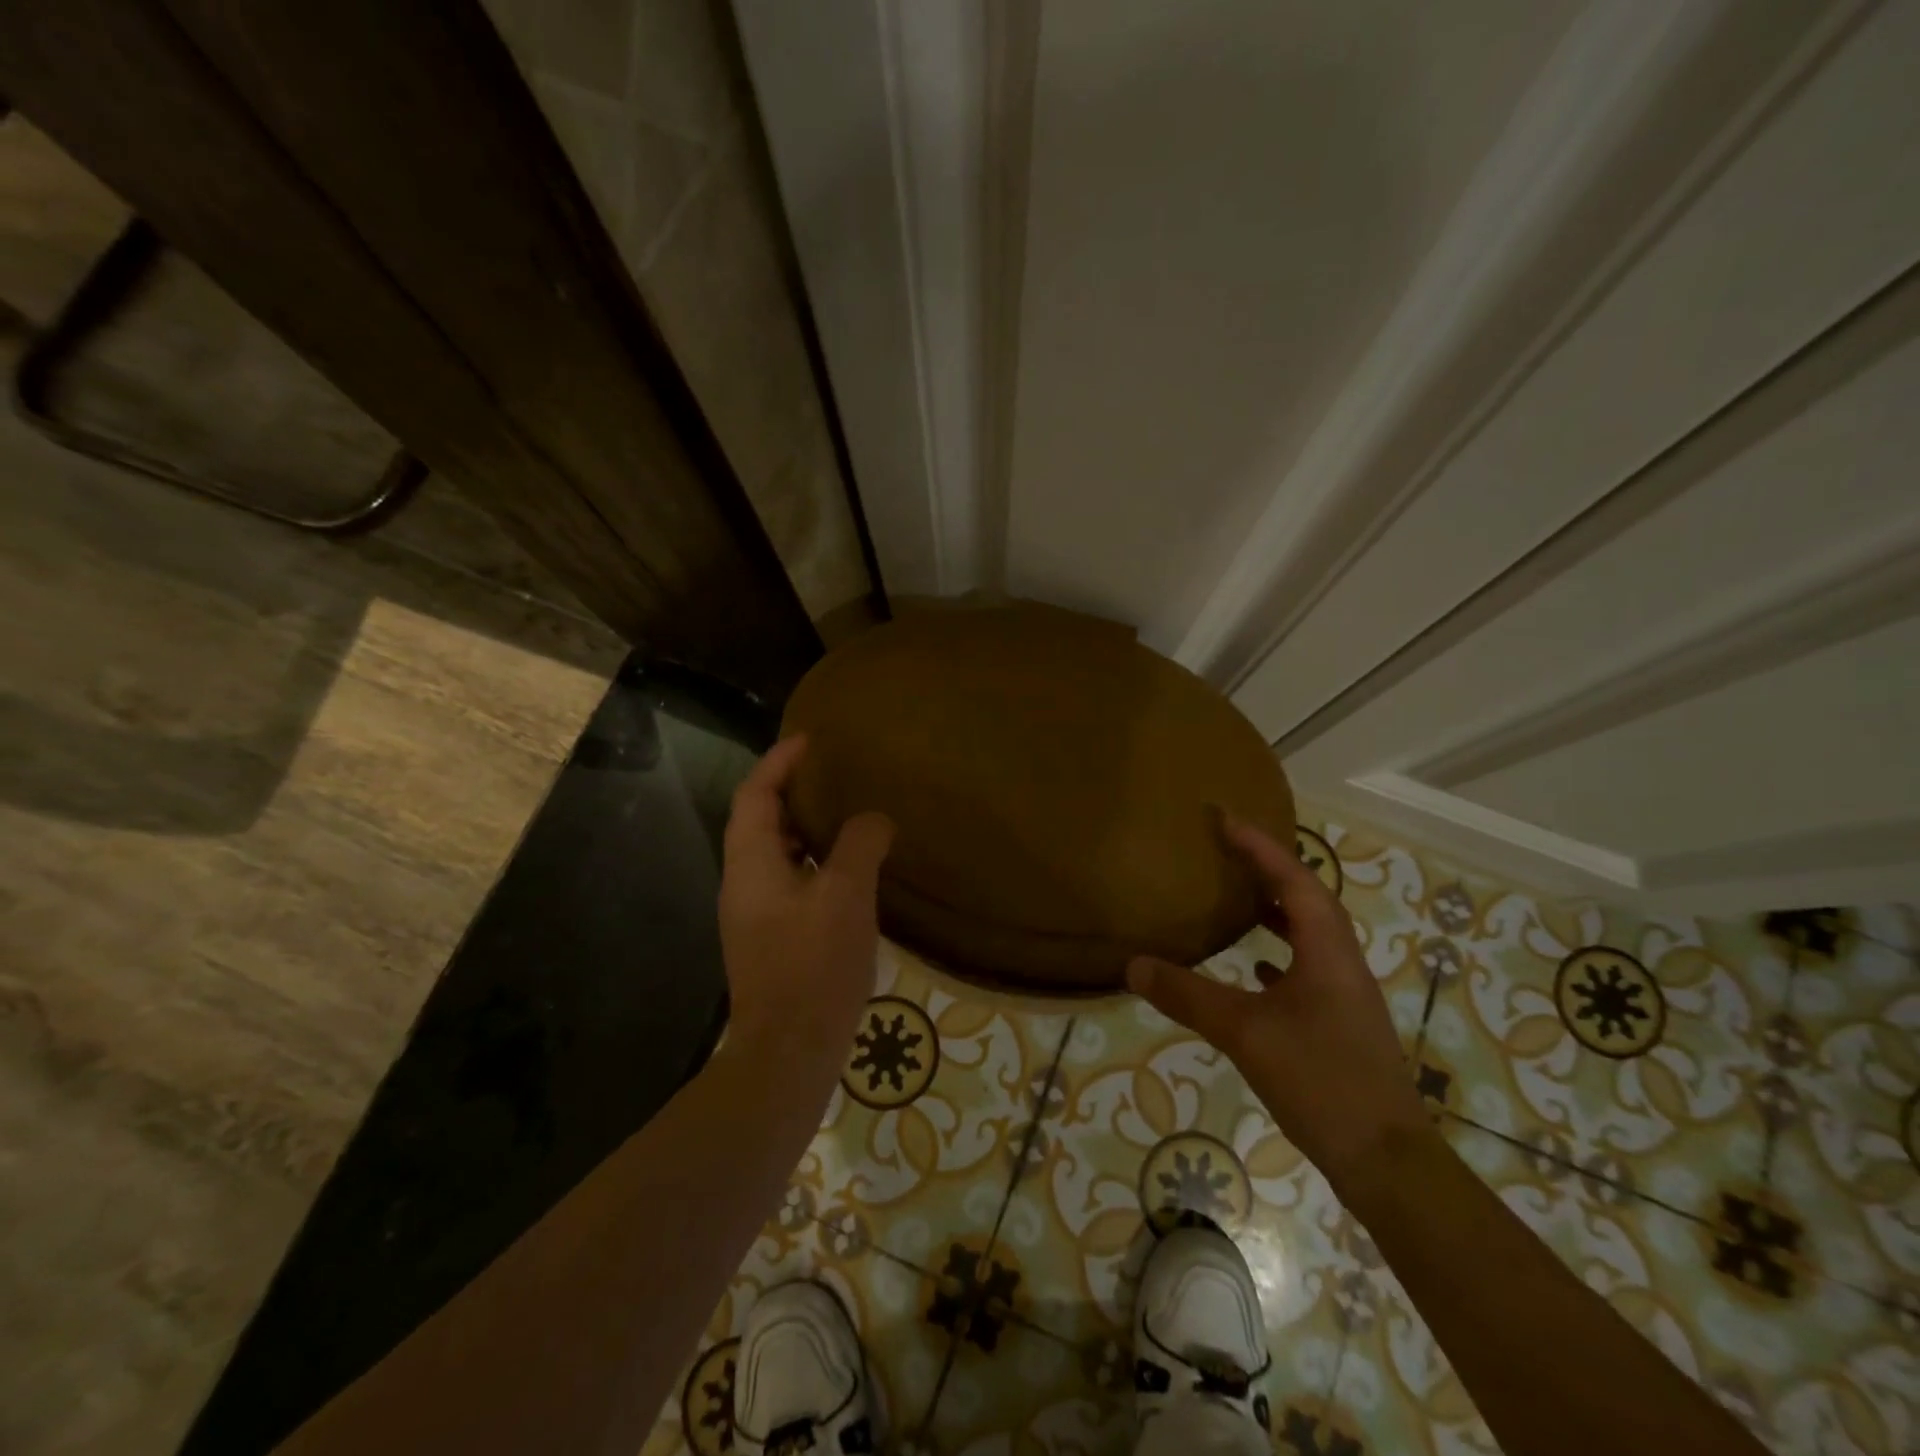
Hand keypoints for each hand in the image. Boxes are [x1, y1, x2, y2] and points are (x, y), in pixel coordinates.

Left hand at [718, 736, 894, 1053]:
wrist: (790, 1052)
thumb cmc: (814, 966)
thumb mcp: (847, 895)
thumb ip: (860, 845)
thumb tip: (874, 818)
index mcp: (751, 864)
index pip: (755, 795)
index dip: (779, 762)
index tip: (810, 741)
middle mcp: (743, 884)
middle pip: (759, 821)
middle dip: (790, 791)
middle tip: (831, 775)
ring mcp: (754, 916)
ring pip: (775, 854)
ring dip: (804, 829)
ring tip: (844, 816)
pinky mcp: (771, 940)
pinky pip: (789, 882)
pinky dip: (813, 862)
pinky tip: (848, 874)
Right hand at [1126, 814, 1428, 1190]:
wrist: (1386, 1159)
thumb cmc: (1320, 1081)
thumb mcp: (1244, 1034)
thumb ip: (1188, 997)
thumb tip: (1134, 965)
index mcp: (1327, 950)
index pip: (1294, 879)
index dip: (1260, 846)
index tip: (1226, 819)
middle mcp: (1342, 962)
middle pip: (1308, 898)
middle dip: (1270, 868)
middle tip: (1230, 849)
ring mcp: (1346, 994)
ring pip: (1312, 933)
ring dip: (1279, 908)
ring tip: (1241, 897)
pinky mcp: (1342, 1022)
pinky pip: (1310, 966)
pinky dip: (1283, 952)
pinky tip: (1259, 969)